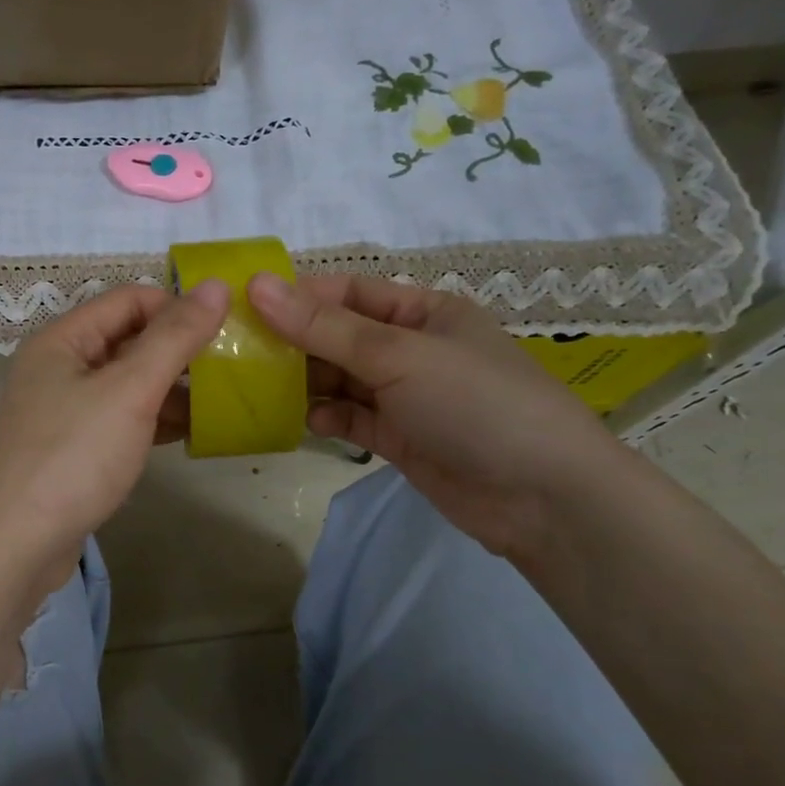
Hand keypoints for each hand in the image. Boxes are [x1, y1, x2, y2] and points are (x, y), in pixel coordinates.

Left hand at [0, 281, 230, 592]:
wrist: (17, 544)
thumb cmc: (73, 457)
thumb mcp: (130, 390)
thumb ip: (174, 337)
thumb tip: (217, 285)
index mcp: (63, 339)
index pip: (129, 300)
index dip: (177, 306)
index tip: (225, 329)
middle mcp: (59, 366)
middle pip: (129, 339)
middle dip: (179, 349)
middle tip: (232, 366)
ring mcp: (64, 409)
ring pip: (127, 382)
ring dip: (171, 387)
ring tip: (223, 400)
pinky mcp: (73, 446)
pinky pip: (121, 417)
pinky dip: (153, 418)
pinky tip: (191, 431)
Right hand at [247, 272, 621, 560]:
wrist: (544, 499)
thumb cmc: (475, 404)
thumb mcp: (397, 355)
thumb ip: (324, 327)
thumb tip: (258, 285)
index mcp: (423, 311)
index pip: (349, 291)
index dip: (299, 295)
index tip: (245, 305)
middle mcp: (412, 348)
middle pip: (339, 335)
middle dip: (295, 342)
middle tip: (240, 352)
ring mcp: (406, 395)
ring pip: (340, 379)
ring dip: (305, 383)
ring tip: (261, 389)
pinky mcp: (400, 437)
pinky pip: (351, 417)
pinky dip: (327, 418)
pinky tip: (309, 423)